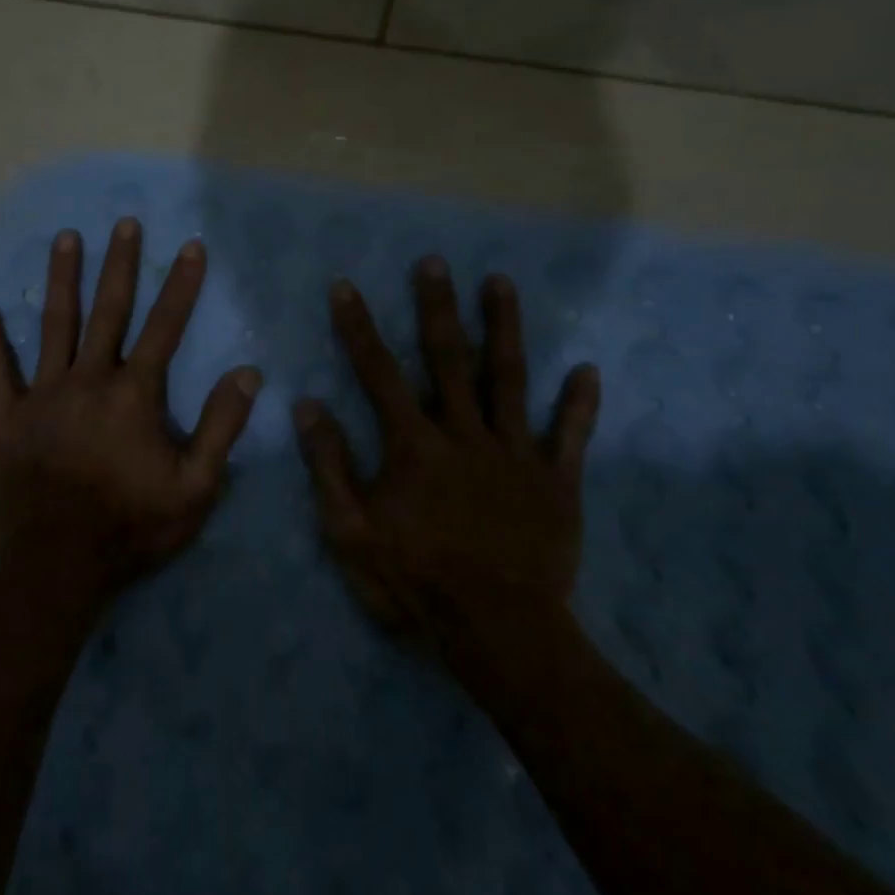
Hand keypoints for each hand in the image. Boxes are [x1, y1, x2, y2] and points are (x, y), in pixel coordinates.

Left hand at [0, 219, 262, 597]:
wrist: (57, 565)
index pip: (165, 327)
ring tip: (66, 238)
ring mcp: (43, 395)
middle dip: (119, 264)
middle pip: (108, 311)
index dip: (181, 285)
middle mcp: (89, 380)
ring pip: (54, 325)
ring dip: (61, 279)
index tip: (190, 246)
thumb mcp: (196, 487)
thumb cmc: (133, 526)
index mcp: (135, 394)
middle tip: (123, 223)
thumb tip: (248, 373)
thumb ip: (222, 427)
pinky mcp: (6, 418)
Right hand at [293, 257, 601, 644]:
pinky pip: (569, 435)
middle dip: (437, 307)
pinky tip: (587, 370)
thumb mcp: (350, 531)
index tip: (346, 287)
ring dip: (504, 328)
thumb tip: (307, 405)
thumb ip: (329, 465)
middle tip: (435, 262)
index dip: (358, 328)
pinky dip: (578, 403)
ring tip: (500, 283)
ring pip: (510, 378)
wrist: (499, 633)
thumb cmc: (415, 582)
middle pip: (448, 359)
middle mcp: (464, 434)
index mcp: (413, 445)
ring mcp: (514, 453)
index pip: (378, 373)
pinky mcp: (555, 480)